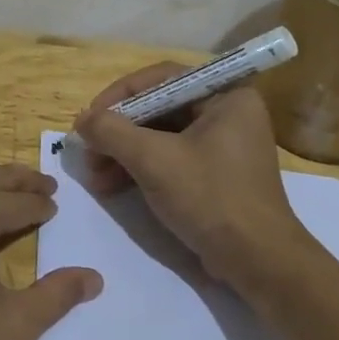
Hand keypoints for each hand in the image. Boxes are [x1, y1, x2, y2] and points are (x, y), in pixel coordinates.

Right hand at [74, 66, 308, 285]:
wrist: (256, 260)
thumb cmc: (209, 197)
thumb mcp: (153, 159)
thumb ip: (111, 131)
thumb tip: (82, 119)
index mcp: (226, 96)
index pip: (161, 79)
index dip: (119, 96)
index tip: (89, 118)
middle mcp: (228, 113)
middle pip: (158, 109)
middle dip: (118, 132)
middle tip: (87, 151)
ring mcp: (222, 146)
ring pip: (161, 137)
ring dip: (123, 154)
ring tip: (94, 176)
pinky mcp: (215, 175)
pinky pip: (170, 159)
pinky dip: (140, 169)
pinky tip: (111, 186)